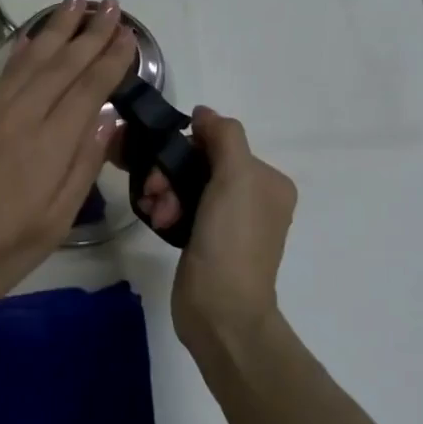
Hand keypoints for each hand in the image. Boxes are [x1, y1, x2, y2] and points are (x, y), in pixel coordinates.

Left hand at [0, 0, 135, 318]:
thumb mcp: (52, 225)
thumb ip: (81, 169)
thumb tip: (107, 121)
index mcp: (49, 146)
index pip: (87, 89)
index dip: (110, 60)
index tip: (127, 34)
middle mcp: (21, 117)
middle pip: (61, 65)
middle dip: (89, 32)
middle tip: (110, 3)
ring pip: (30, 61)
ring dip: (55, 28)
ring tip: (75, 0)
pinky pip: (3, 74)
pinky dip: (21, 51)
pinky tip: (30, 38)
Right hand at [139, 107, 296, 352]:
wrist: (220, 310)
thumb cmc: (231, 240)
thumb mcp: (236, 177)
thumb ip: (223, 136)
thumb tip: (204, 113)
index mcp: (268, 181)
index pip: (219, 143)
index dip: (187, 147)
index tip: (163, 162)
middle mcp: (253, 198)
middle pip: (199, 165)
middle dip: (170, 173)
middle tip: (154, 192)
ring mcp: (229, 222)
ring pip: (185, 187)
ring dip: (164, 193)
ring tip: (157, 213)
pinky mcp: (206, 241)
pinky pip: (180, 210)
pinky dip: (166, 210)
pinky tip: (157, 221)